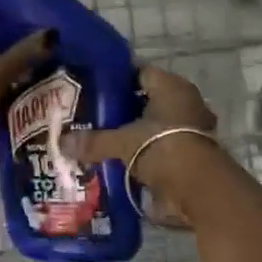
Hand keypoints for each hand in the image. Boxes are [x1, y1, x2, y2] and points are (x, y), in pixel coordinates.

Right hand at [61, 66, 219, 217]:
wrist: (200, 189)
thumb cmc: (162, 148)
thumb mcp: (123, 142)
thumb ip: (94, 141)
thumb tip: (62, 143)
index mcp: (171, 87)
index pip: (140, 72)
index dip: (117, 80)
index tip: (93, 89)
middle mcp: (186, 102)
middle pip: (148, 100)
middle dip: (124, 110)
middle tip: (94, 117)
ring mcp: (193, 128)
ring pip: (157, 125)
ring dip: (137, 134)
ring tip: (106, 141)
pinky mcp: (194, 153)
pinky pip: (163, 147)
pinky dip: (148, 154)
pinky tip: (125, 161)